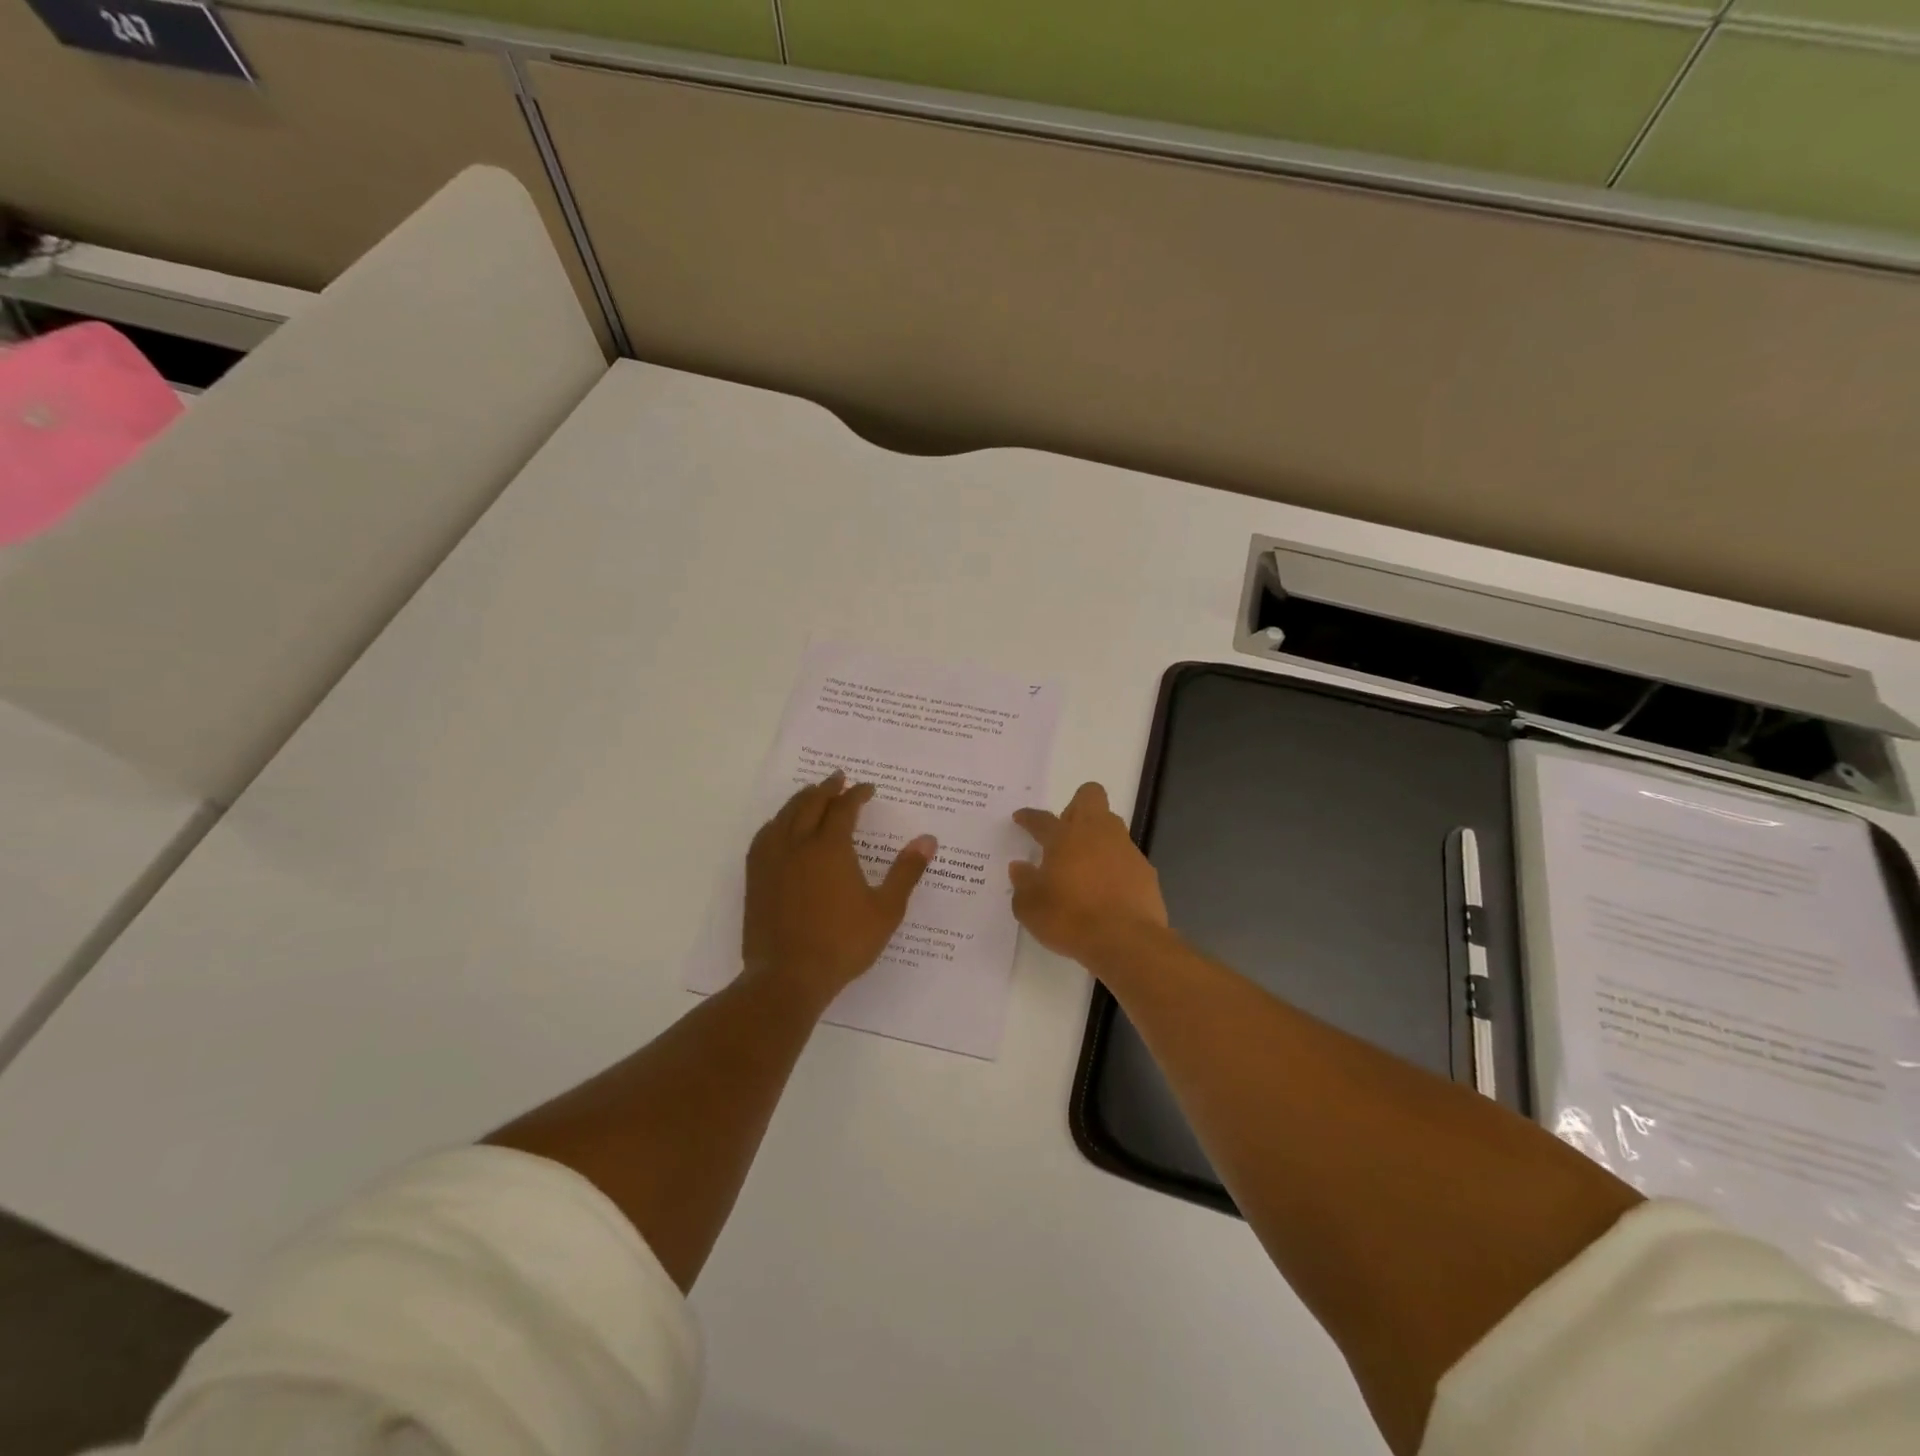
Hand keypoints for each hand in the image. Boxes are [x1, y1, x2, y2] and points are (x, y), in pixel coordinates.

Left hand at [743, 771, 937, 1011]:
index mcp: (830, 848)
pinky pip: (764, 837)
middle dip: (827, 788)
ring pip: (784, 816)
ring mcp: (772, 860)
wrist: (788, 976)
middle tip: (839, 778)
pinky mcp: (756, 877)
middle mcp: (798, 845)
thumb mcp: (885, 910)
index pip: (844, 808)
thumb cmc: (843, 944)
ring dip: (801, 800)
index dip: (857, 794)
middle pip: (811, 804)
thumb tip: (928, 839)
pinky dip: (776, 822)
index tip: (868, 789)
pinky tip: (779, 827)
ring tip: (811, 794)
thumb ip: (906, 872)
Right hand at [1010, 782, 1168, 965]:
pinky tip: (1107, 889)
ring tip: (1085, 865)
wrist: (1126, 941)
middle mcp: (1097, 833)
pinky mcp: (1145, 870)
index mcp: (1064, 837)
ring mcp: (1125, 849)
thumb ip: (1023, 883)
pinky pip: (1126, 857)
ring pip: (1112, 825)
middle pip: (1090, 796)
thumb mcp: (1030, 908)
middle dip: (1076, 806)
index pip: (1042, 819)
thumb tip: (1020, 867)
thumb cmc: (1070, 919)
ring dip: (1097, 837)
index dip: (1029, 817)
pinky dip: (1115, 866)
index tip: (1021, 818)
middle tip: (1064, 832)